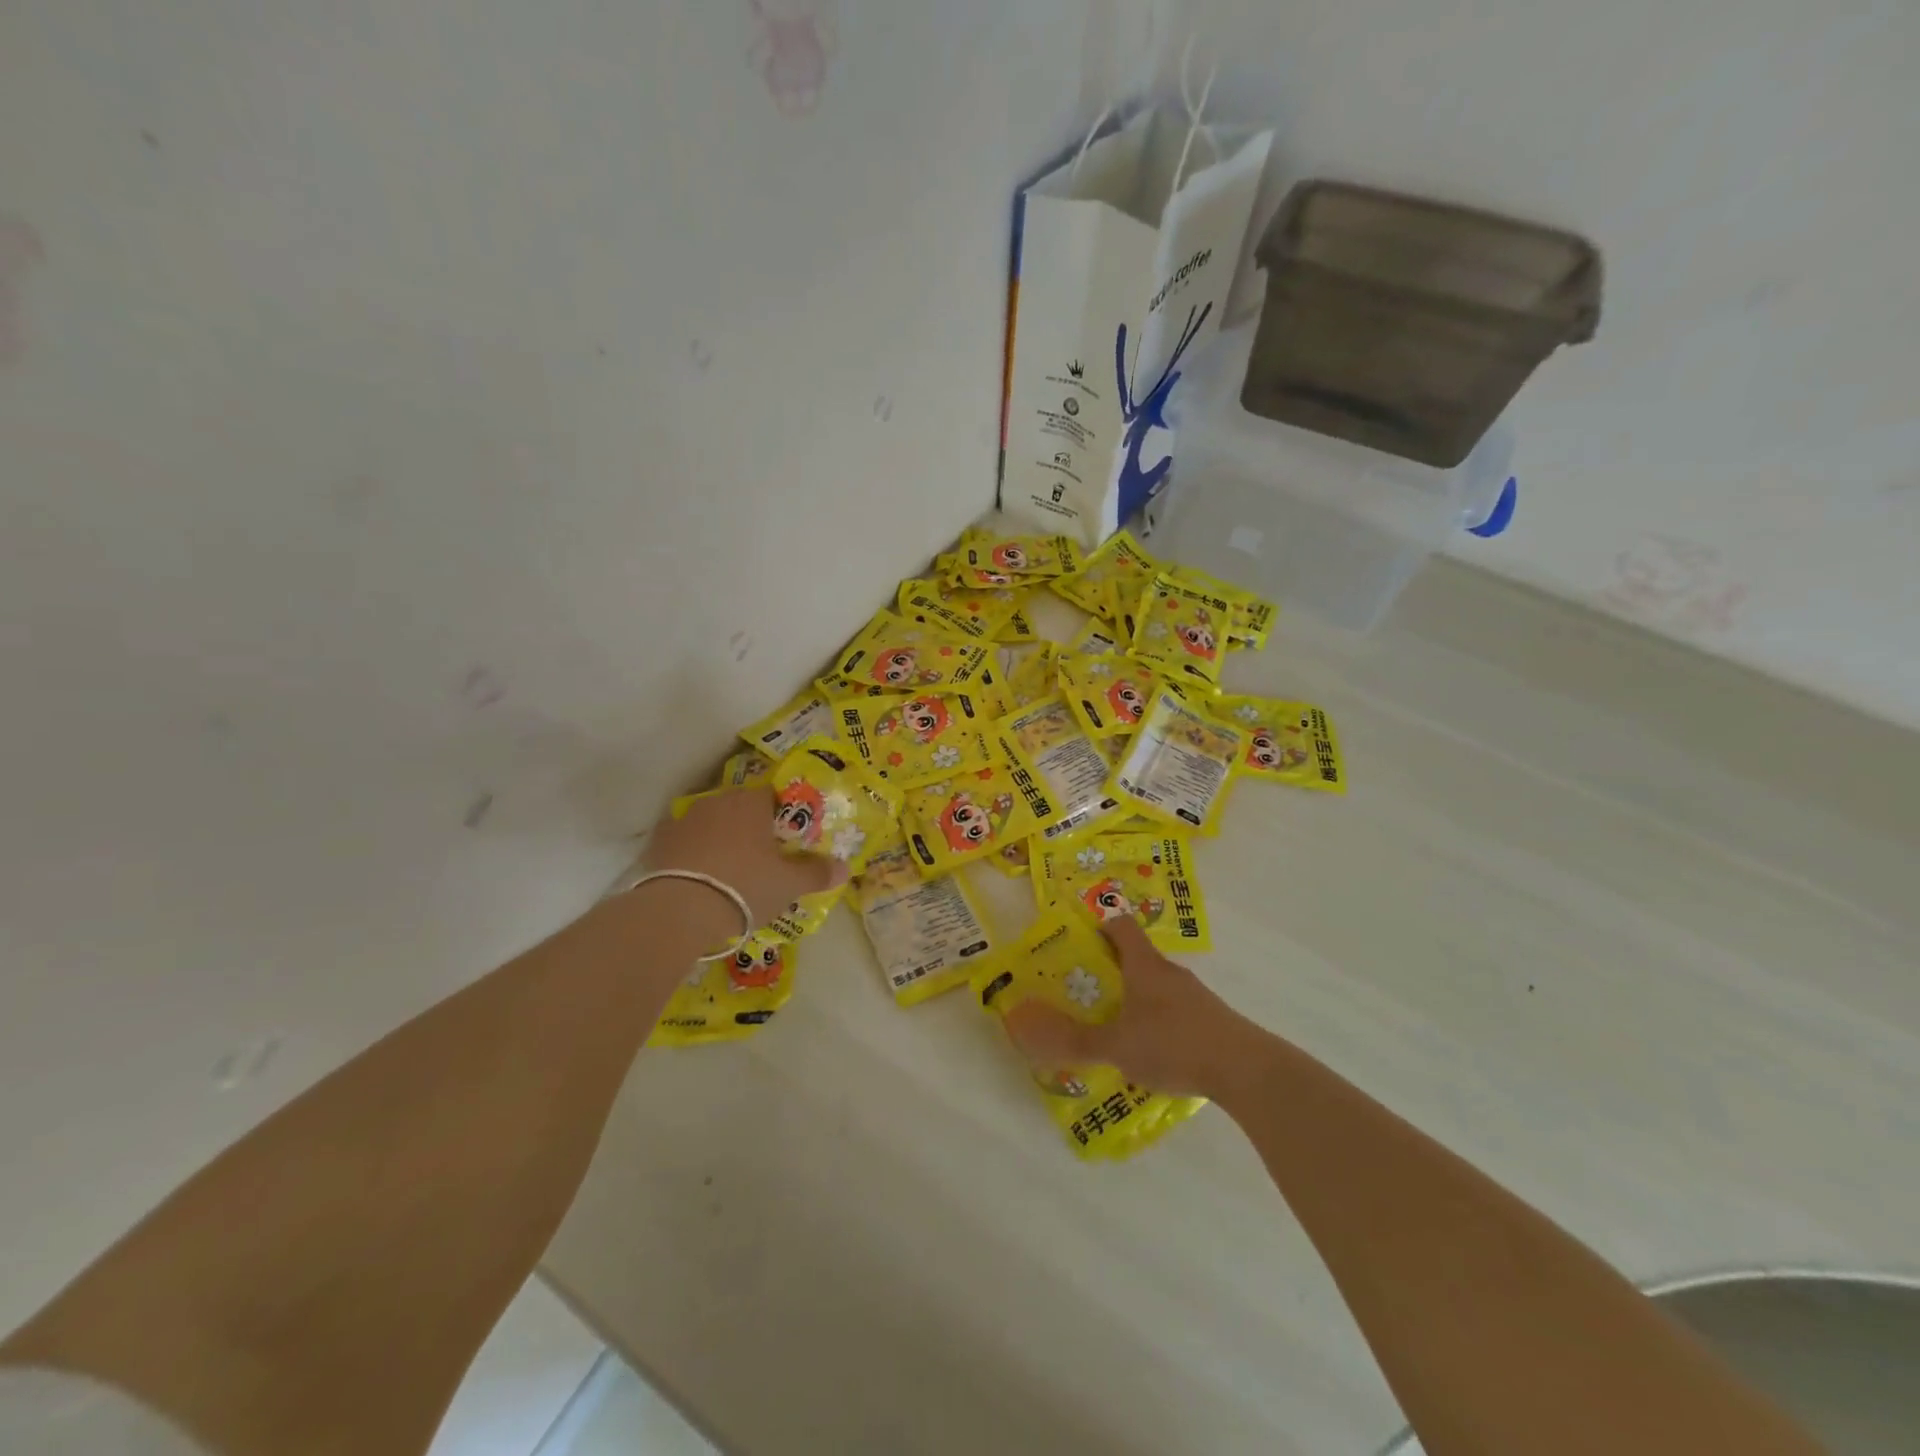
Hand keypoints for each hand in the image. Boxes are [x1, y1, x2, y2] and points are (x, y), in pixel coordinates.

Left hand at [643, 787, 846, 931]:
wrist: (681, 910)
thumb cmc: (745, 887)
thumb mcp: (789, 885)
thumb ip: (817, 873)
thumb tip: (846, 868)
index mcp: (753, 802)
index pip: (773, 795)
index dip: (782, 815)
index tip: (787, 838)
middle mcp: (719, 800)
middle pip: (741, 806)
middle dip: (751, 825)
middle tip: (762, 855)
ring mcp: (686, 818)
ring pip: (711, 821)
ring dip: (721, 836)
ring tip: (729, 867)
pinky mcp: (660, 840)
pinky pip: (684, 839)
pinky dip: (692, 850)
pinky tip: (698, 872)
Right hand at [1003, 915, 1261, 1098]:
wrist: (1244, 1069)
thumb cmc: (1173, 1043)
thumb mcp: (1116, 1045)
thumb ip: (1073, 1039)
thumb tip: (1027, 1028)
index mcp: (1144, 965)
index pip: (1120, 924)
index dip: (1099, 921)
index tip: (1077, 931)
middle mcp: (1169, 972)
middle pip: (1136, 956)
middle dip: (1110, 967)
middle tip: (1083, 986)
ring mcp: (1194, 995)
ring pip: (1156, 985)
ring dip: (1134, 996)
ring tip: (1112, 1023)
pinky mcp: (1210, 1019)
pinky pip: (1173, 1010)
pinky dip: (1156, 1020)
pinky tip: (1149, 1050)